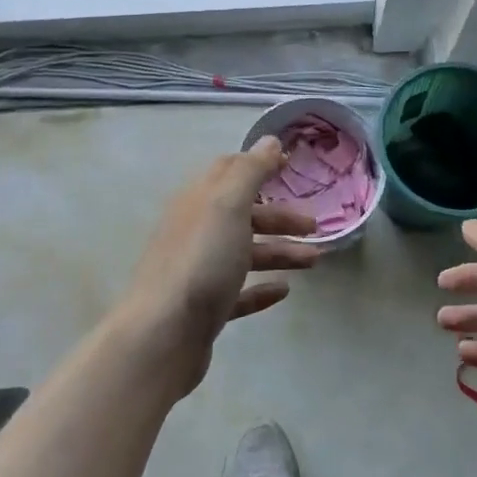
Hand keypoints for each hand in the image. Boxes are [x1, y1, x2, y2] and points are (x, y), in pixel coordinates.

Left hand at [112, 138, 318, 396]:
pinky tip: (283, 291)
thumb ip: (251, 170)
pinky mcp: (204, 308)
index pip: (229, 171)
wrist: (162, 335)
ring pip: (244, 253)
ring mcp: (198, 271)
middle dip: (279, 216)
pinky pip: (238, 292)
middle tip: (314, 224)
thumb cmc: (201, 261)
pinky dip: (261, 288)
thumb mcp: (228, 205)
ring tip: (314, 262)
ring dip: (280, 252)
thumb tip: (270, 141)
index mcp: (199, 201)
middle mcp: (195, 231)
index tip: (293, 166)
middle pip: (242, 214)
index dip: (260, 165)